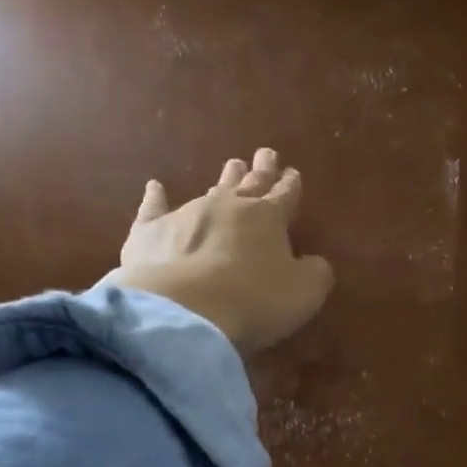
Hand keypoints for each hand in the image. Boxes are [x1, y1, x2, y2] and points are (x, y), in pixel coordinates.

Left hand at [100, 148, 333, 352]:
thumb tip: (313, 262)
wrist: (183, 311)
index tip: (293, 173)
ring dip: (224, 179)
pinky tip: (155, 186)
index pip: (284, 195)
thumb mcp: (305, 292)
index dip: (291, 185)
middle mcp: (228, 206)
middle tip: (266, 154)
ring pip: (211, 190)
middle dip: (261, 170)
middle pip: (250, 183)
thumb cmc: (254, 301)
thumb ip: (315, 272)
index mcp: (268, 217)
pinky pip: (154, 208)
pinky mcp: (150, 232)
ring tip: (233, 165)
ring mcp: (187, 215)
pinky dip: (156, 197)